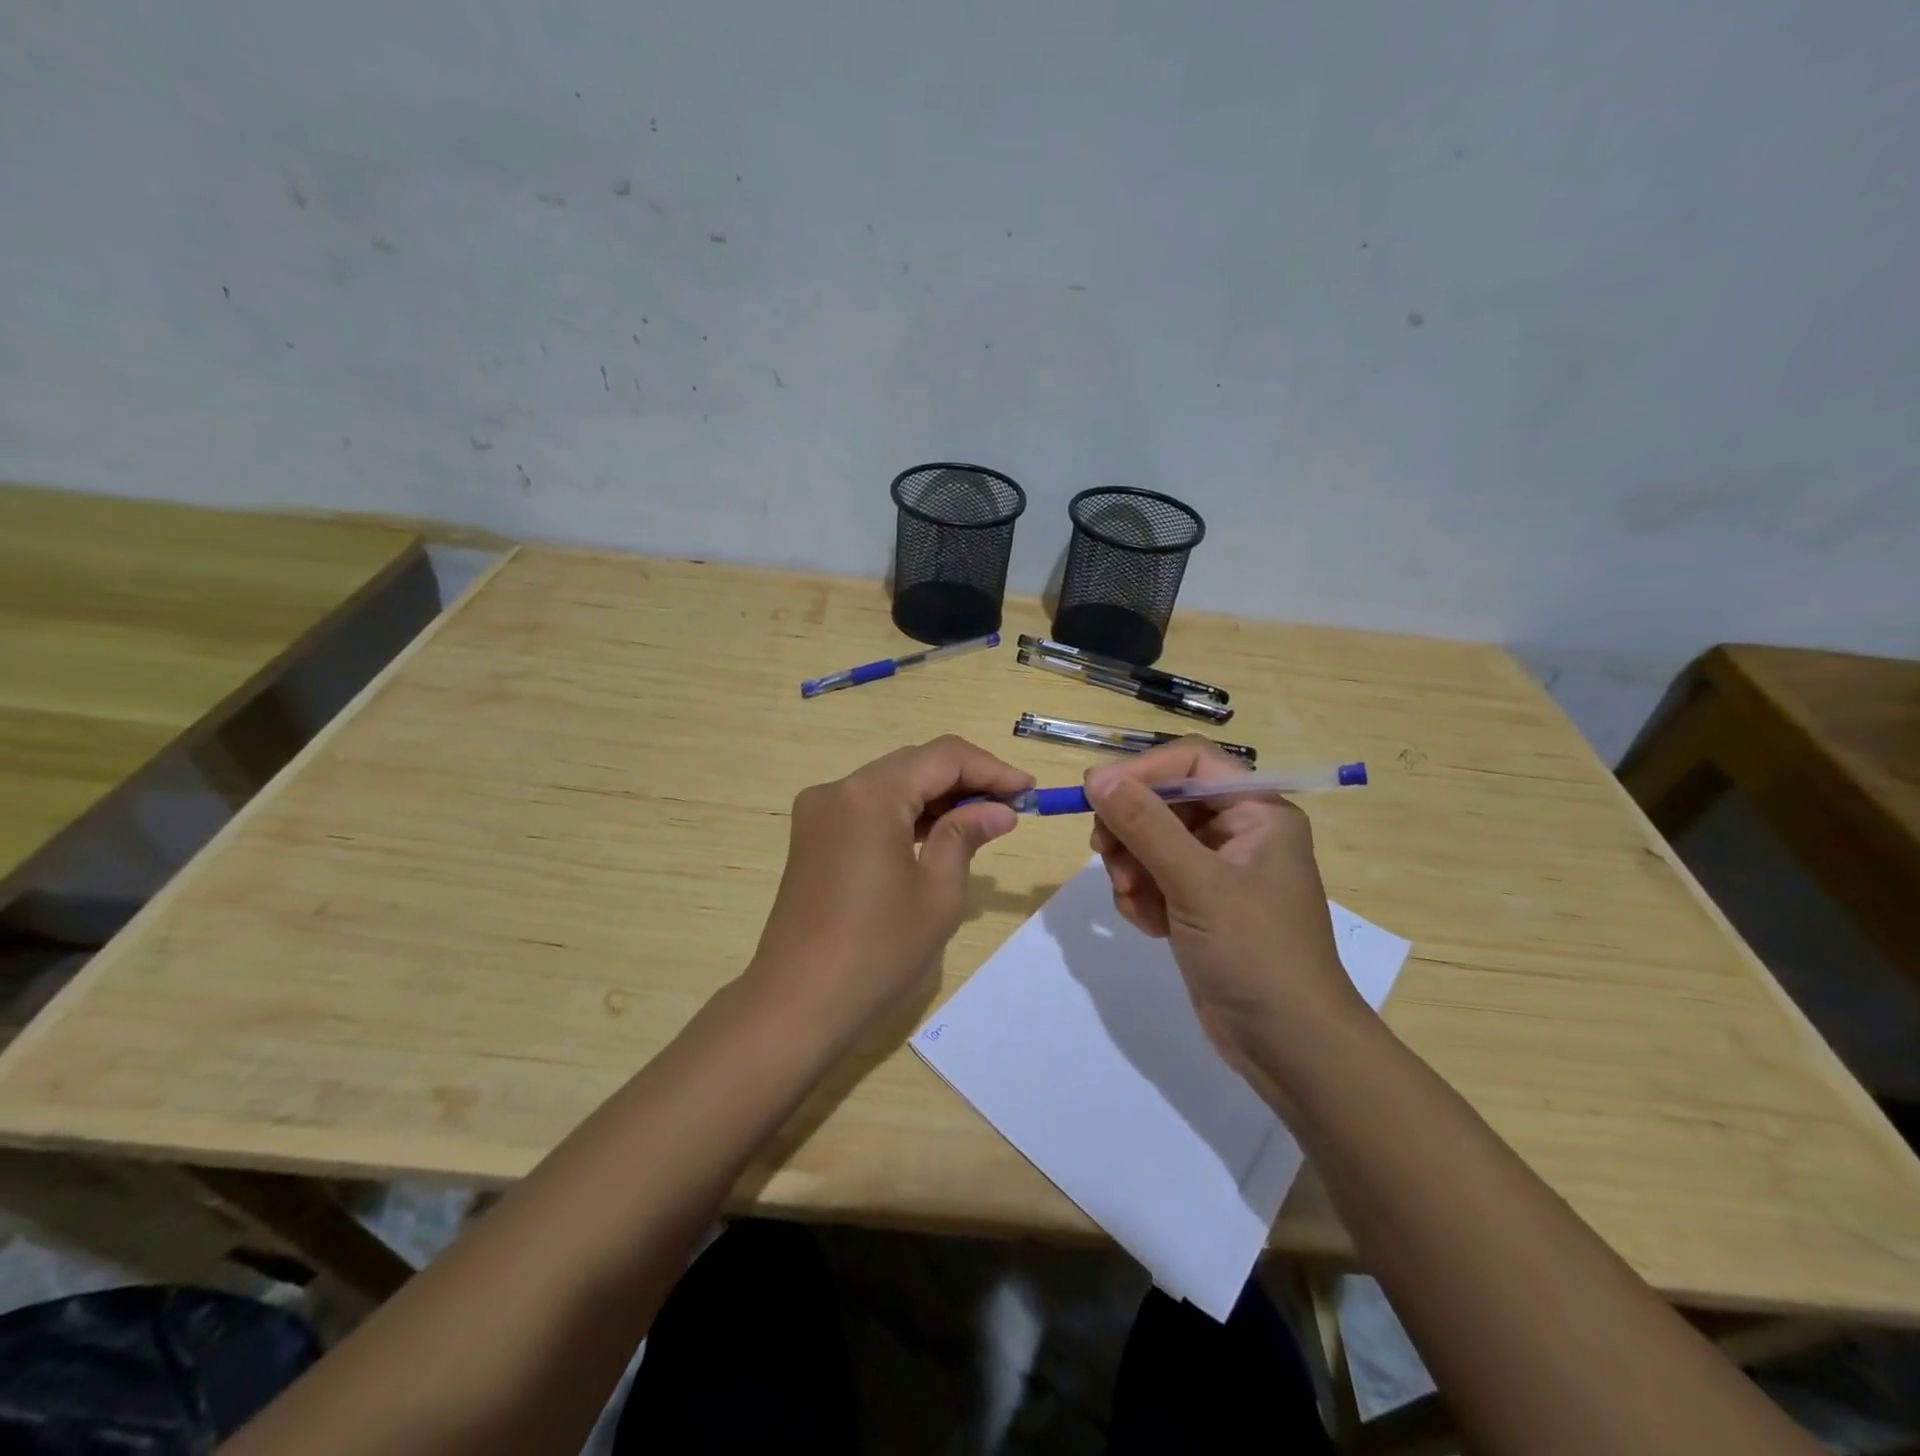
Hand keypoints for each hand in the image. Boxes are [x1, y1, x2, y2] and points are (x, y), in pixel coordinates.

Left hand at [746, 736, 1032, 1044]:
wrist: (798, 1002)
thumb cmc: (878, 950)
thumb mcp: (937, 893)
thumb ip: (966, 836)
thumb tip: (999, 809)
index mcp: (870, 795)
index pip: (942, 757)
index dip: (990, 768)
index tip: (1028, 790)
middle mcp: (839, 789)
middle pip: (914, 764)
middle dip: (966, 779)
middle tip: (1010, 806)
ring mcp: (819, 812)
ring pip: (891, 783)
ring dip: (936, 796)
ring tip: (982, 821)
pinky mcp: (813, 836)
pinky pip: (869, 807)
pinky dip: (905, 813)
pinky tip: (936, 834)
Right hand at [1084, 737, 1363, 1077]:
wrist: (1289, 1046)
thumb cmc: (1255, 952)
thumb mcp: (1197, 883)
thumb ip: (1145, 825)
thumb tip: (1096, 776)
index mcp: (1257, 812)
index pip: (1191, 762)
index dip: (1143, 772)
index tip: (1098, 795)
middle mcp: (1238, 832)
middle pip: (1164, 801)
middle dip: (1131, 829)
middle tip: (1106, 855)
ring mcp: (1218, 871)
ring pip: (1151, 842)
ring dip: (1131, 867)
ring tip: (1135, 900)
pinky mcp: (1199, 906)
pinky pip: (1154, 879)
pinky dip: (1142, 897)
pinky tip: (1149, 926)